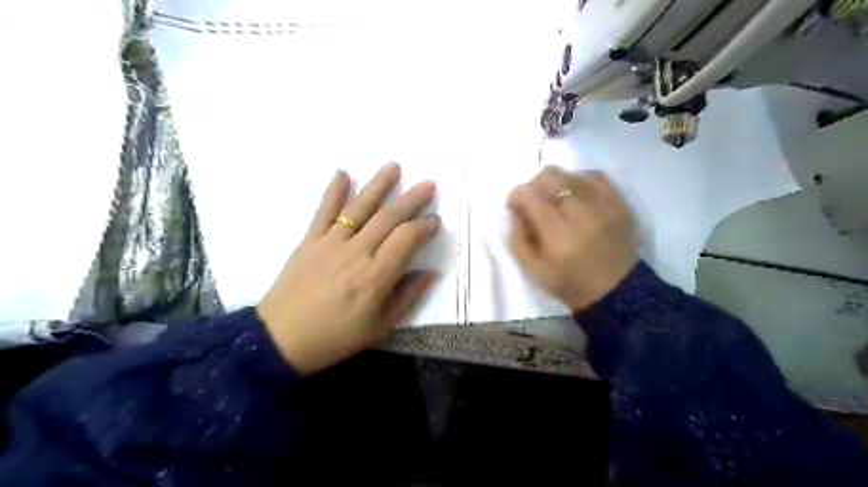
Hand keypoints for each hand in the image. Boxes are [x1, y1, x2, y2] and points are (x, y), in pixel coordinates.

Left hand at [256, 162, 437, 374]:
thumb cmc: (336, 336)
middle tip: (428, 184)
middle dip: (411, 199)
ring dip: (378, 185)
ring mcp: (330, 243)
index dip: (424, 226)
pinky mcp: (309, 241)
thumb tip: (430, 272)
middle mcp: (356, 252)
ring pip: (359, 208)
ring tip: (394, 166)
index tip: (435, 219)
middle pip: (388, 217)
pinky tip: (343, 173)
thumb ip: (407, 296)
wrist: (282, 339)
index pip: (407, 239)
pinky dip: (333, 191)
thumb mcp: (380, 326)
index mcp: (376, 276)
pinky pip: (323, 212)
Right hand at [511, 167, 635, 312]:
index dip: (515, 196)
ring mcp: (602, 203)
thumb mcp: (532, 269)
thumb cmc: (569, 282)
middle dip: (535, 185)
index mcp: (555, 230)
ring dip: (557, 183)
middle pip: (549, 175)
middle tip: (535, 202)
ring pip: (571, 173)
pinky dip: (581, 181)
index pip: (527, 193)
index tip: (515, 207)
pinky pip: (596, 176)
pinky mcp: (619, 202)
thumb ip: (517, 238)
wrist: (615, 291)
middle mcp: (579, 210)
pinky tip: (578, 196)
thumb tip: (513, 213)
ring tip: (558, 201)